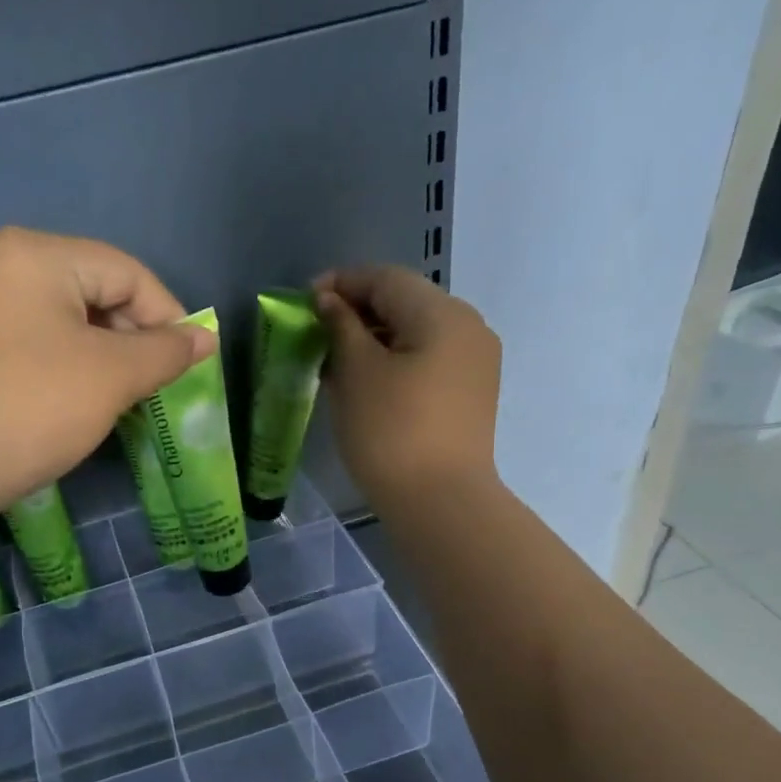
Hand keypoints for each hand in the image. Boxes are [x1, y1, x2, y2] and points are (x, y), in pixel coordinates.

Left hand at [0, 228, 212, 525]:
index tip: (190, 367)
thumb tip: (204, 338)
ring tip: (124, 402)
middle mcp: (7, 267)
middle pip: (99, 292)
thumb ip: (164, 352)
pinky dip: (75, 370)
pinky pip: (44, 345)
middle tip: (155, 390)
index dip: (168, 317)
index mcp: (38, 255)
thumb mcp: (111, 377)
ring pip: (73, 323)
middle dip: (135, 341)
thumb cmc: (30, 409)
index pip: (127, 272)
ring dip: (108, 360)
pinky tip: (85, 405)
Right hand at [317, 266, 501, 511]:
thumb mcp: (356, 373)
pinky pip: (428, 362)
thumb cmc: (391, 432)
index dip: (341, 283)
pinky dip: (396, 363)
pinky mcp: (472, 396)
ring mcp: (476, 364)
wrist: (440, 503)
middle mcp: (469, 328)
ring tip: (337, 362)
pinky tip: (368, 385)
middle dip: (358, 313)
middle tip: (317, 333)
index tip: (304, 302)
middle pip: (406, 303)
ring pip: (417, 335)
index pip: (386, 279)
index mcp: (443, 313)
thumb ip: (341, 327)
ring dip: (375, 340)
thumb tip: (330, 301)